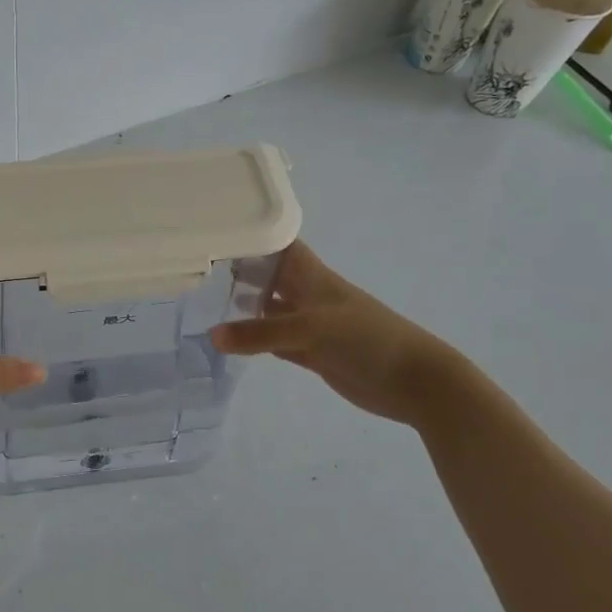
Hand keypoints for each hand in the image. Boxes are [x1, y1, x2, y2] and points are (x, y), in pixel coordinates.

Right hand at [209, 240, 464, 425]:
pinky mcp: (313, 353)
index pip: (279, 245)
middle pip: (270, 277)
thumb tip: (212, 335)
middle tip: (197, 270)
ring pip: (270, 311)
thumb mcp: (310, 328)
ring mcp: (311, 325)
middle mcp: (309, 295)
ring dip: (243, 309)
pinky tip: (229, 341)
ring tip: (204, 305)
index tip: (217, 230)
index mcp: (313, 277)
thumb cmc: (366, 339)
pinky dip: (255, 341)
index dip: (255, 235)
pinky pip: (275, 342)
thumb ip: (260, 333)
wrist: (414, 381)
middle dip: (240, 272)